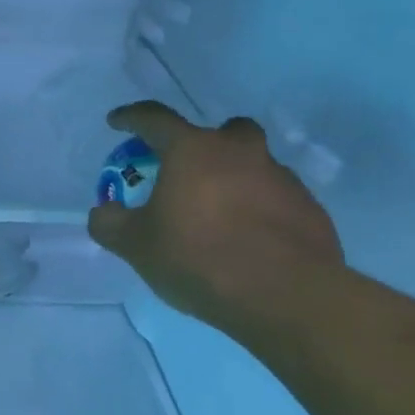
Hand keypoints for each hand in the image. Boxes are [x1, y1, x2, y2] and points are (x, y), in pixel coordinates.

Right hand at [87, 102, 342, 333]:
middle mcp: (240, 153)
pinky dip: (260, 211)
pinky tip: (248, 243)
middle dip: (206, 144)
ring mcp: (282, 180)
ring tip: (218, 218)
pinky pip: (277, 200)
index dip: (131, 118)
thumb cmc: (199, 257)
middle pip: (225, 131)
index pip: (154, 119)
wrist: (286, 297)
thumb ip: (110, 224)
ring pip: (255, 166)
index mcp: (193, 151)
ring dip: (235, 181)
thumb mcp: (135, 245)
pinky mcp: (310, 211)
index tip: (117, 121)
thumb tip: (105, 212)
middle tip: (188, 172)